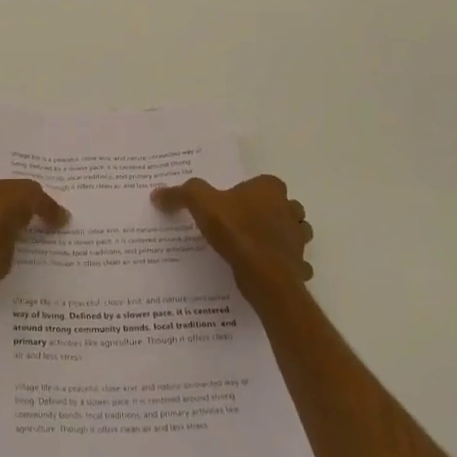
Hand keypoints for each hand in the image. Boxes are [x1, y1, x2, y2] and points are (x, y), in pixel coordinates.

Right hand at [152, 175, 312, 305]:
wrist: (263, 273)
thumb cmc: (235, 230)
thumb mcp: (201, 204)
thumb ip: (181, 195)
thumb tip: (157, 194)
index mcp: (270, 189)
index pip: (264, 183)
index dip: (250, 192)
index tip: (234, 205)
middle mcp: (289, 209)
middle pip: (283, 207)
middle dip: (271, 213)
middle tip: (245, 224)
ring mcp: (298, 238)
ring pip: (294, 233)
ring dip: (282, 238)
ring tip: (257, 247)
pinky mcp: (299, 264)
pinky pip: (295, 263)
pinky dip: (286, 266)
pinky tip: (267, 270)